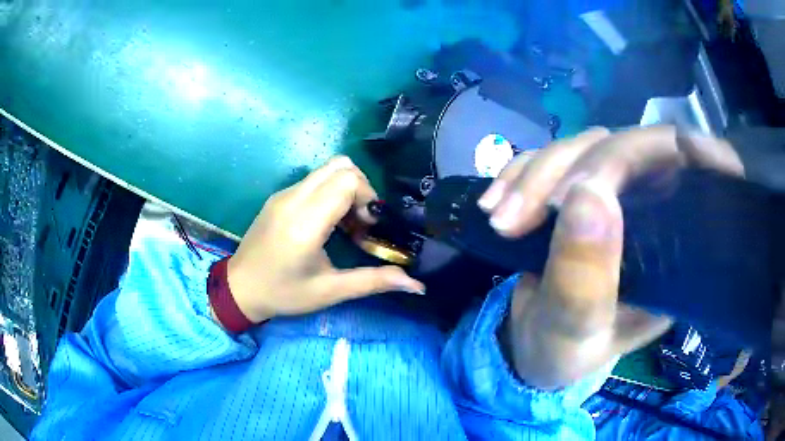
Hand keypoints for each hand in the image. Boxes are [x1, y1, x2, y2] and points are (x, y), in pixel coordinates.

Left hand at [226, 156, 423, 323]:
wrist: (239, 288)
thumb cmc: (284, 293)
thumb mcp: (330, 291)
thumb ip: (374, 281)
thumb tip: (417, 285)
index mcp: (305, 222)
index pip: (347, 181)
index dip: (367, 197)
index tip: (369, 226)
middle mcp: (293, 199)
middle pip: (340, 166)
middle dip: (361, 189)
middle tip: (362, 222)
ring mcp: (283, 194)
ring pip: (327, 169)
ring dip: (346, 189)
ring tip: (347, 223)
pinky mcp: (279, 196)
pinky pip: (313, 180)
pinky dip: (330, 192)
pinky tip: (328, 222)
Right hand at [480, 126, 743, 388]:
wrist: (533, 349)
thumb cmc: (563, 354)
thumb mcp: (575, 333)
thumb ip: (584, 279)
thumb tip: (587, 194)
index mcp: (671, 248)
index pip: (676, 170)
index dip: (639, 155)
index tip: (583, 185)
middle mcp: (649, 210)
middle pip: (619, 149)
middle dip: (560, 175)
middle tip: (513, 220)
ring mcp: (610, 196)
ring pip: (578, 148)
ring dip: (531, 176)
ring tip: (497, 218)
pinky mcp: (573, 193)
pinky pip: (547, 160)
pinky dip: (516, 174)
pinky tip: (492, 203)